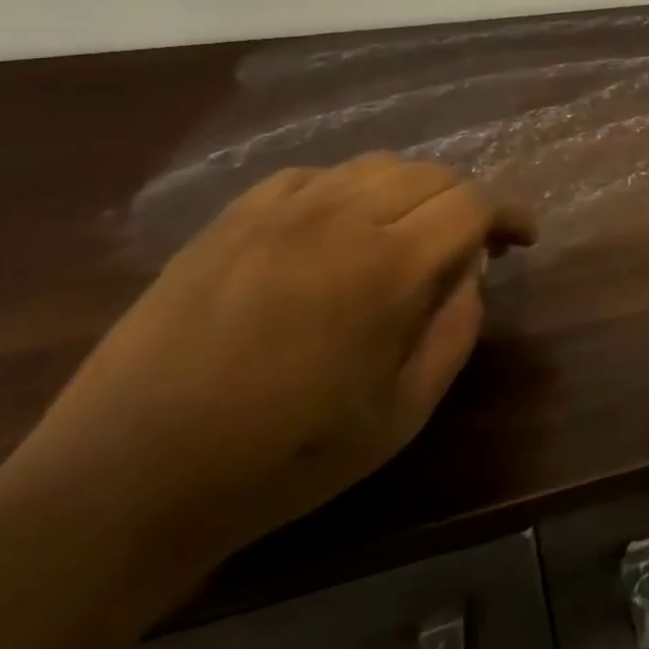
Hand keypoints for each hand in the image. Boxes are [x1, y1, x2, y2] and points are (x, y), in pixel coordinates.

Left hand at [4, 156, 535, 564]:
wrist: (125, 482)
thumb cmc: (282, 458)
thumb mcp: (402, 413)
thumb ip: (456, 331)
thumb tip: (470, 274)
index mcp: (389, 266)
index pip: (474, 203)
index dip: (510, 214)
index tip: (523, 239)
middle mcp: (341, 218)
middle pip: (431, 174)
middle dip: (466, 203)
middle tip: (470, 245)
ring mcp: (278, 213)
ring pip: (375, 166)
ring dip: (411, 191)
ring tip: (409, 232)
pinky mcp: (230, 221)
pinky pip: (310, 177)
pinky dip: (346, 191)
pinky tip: (338, 227)